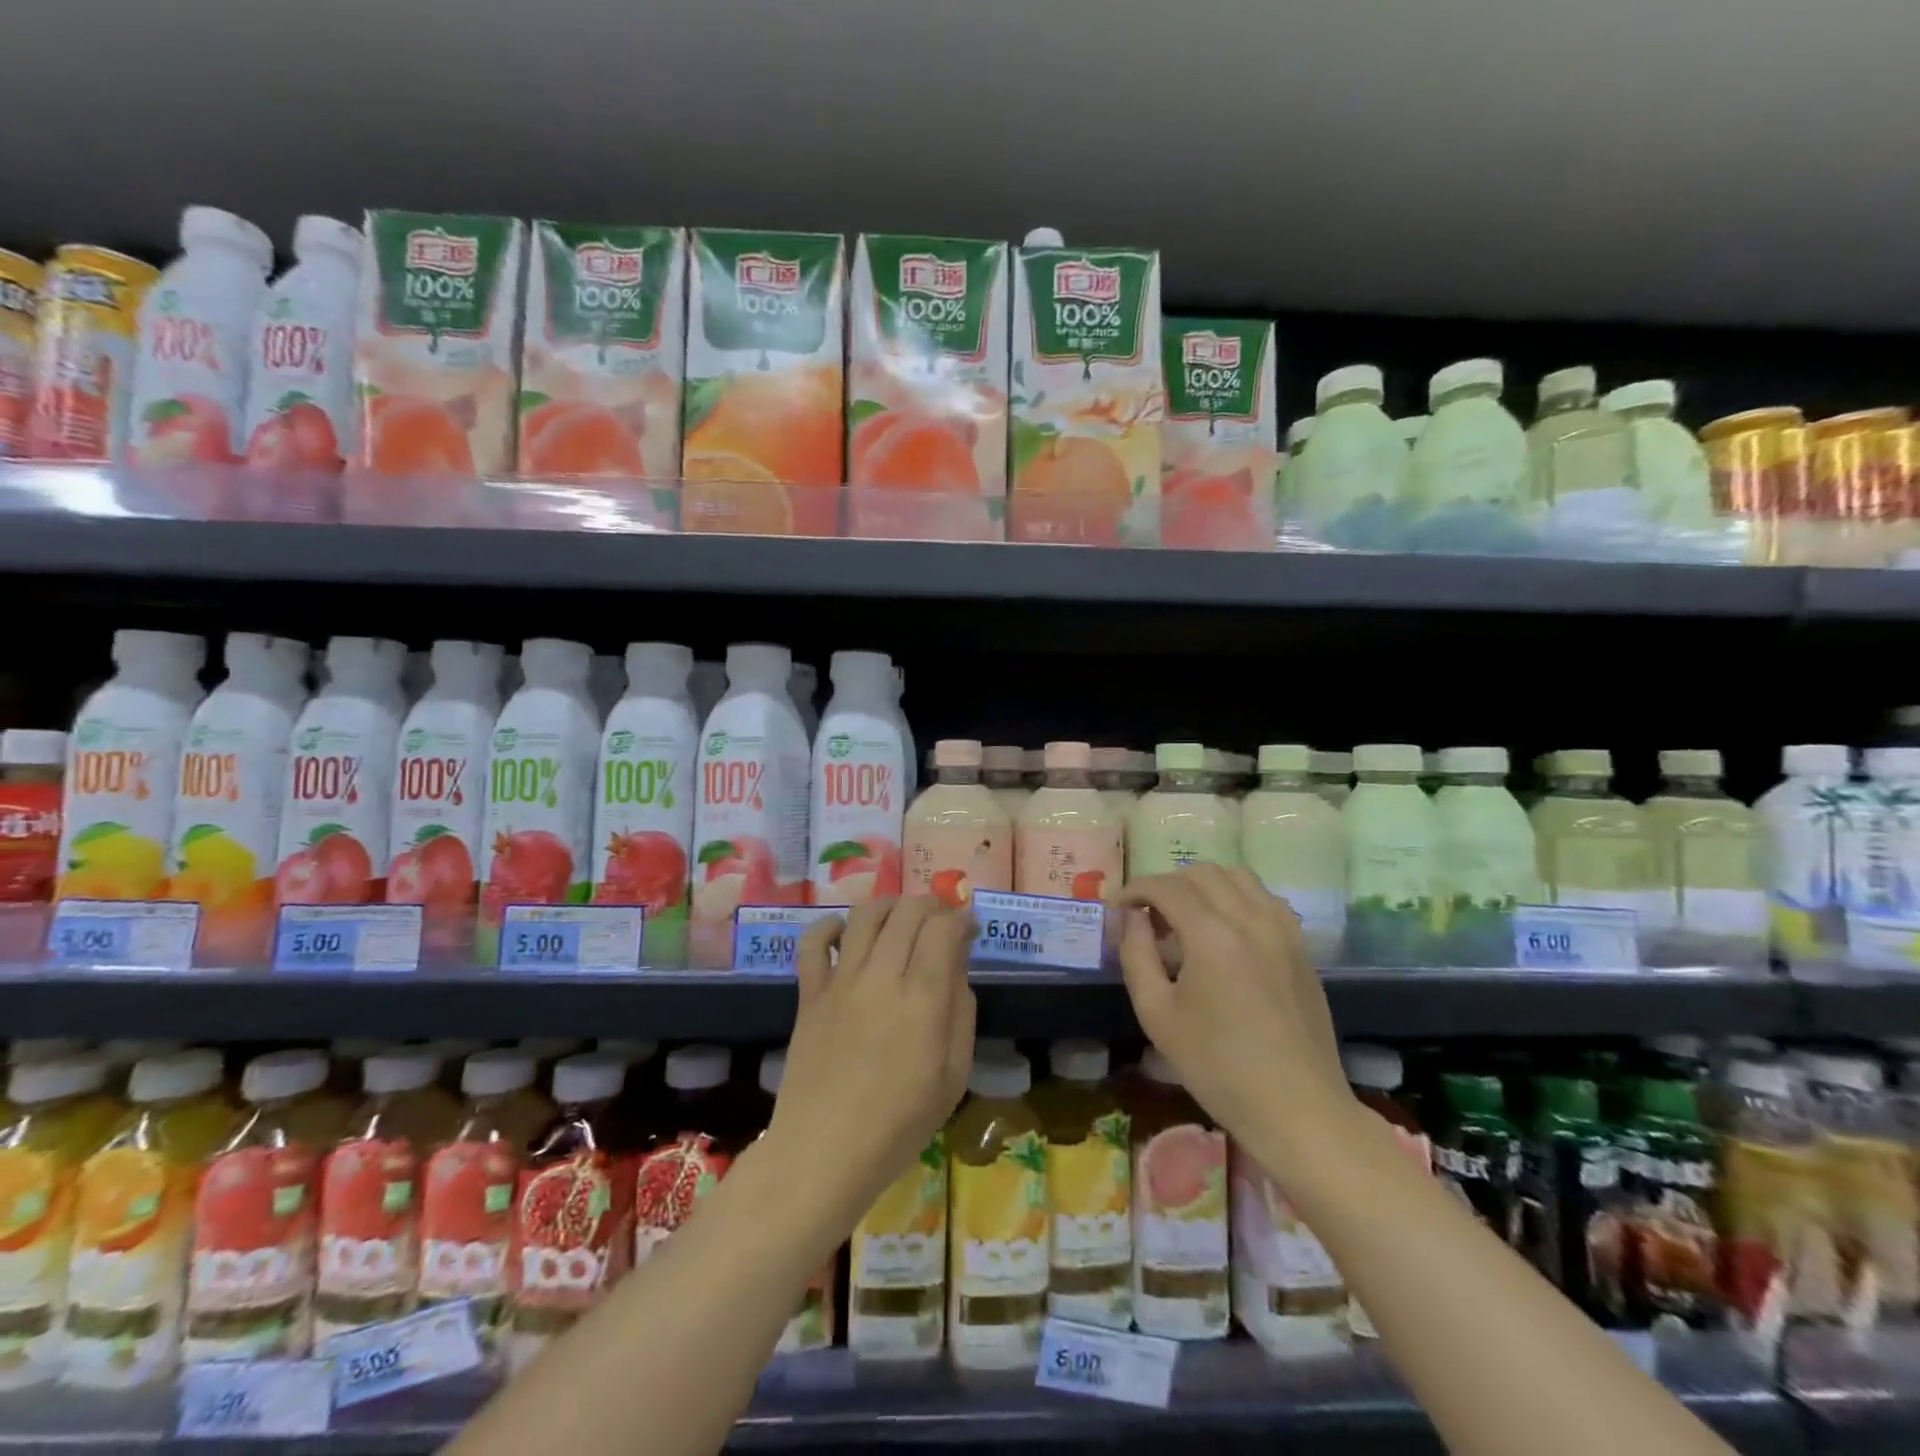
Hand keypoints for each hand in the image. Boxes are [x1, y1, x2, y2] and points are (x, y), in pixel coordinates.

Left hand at [770, 897, 975, 1217]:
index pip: (943, 928)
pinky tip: (846, 933)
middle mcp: (881, 976)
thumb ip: (961, 1013)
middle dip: (931, 905)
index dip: (960, 917)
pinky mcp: (809, 993)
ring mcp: (840, 982)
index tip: (968, 925)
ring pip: (865, 916)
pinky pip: (814, 942)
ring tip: (901, 916)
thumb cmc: (899, 1124)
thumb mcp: (953, 1076)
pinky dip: (830, 926)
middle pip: (907, 912)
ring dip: (889, 905)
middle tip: (941, 920)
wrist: (824, 1153)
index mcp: (922, 998)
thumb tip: (955, 968)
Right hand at [1118, 866, 1350, 1146]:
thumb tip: (1131, 918)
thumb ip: (1136, 955)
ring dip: (1203, 885)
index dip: (1135, 889)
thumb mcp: (1157, 1014)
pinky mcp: (1301, 946)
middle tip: (1147, 916)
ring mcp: (1283, 929)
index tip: (1116, 906)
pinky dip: (1237, 898)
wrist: (1297, 1108)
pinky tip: (1224, 931)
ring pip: (1238, 877)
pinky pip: (1264, 899)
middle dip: (1167, 885)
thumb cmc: (1217, 1067)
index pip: (1166, 887)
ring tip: (1185, 918)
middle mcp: (1251, 918)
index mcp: (1212, 935)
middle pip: (1202, 873)